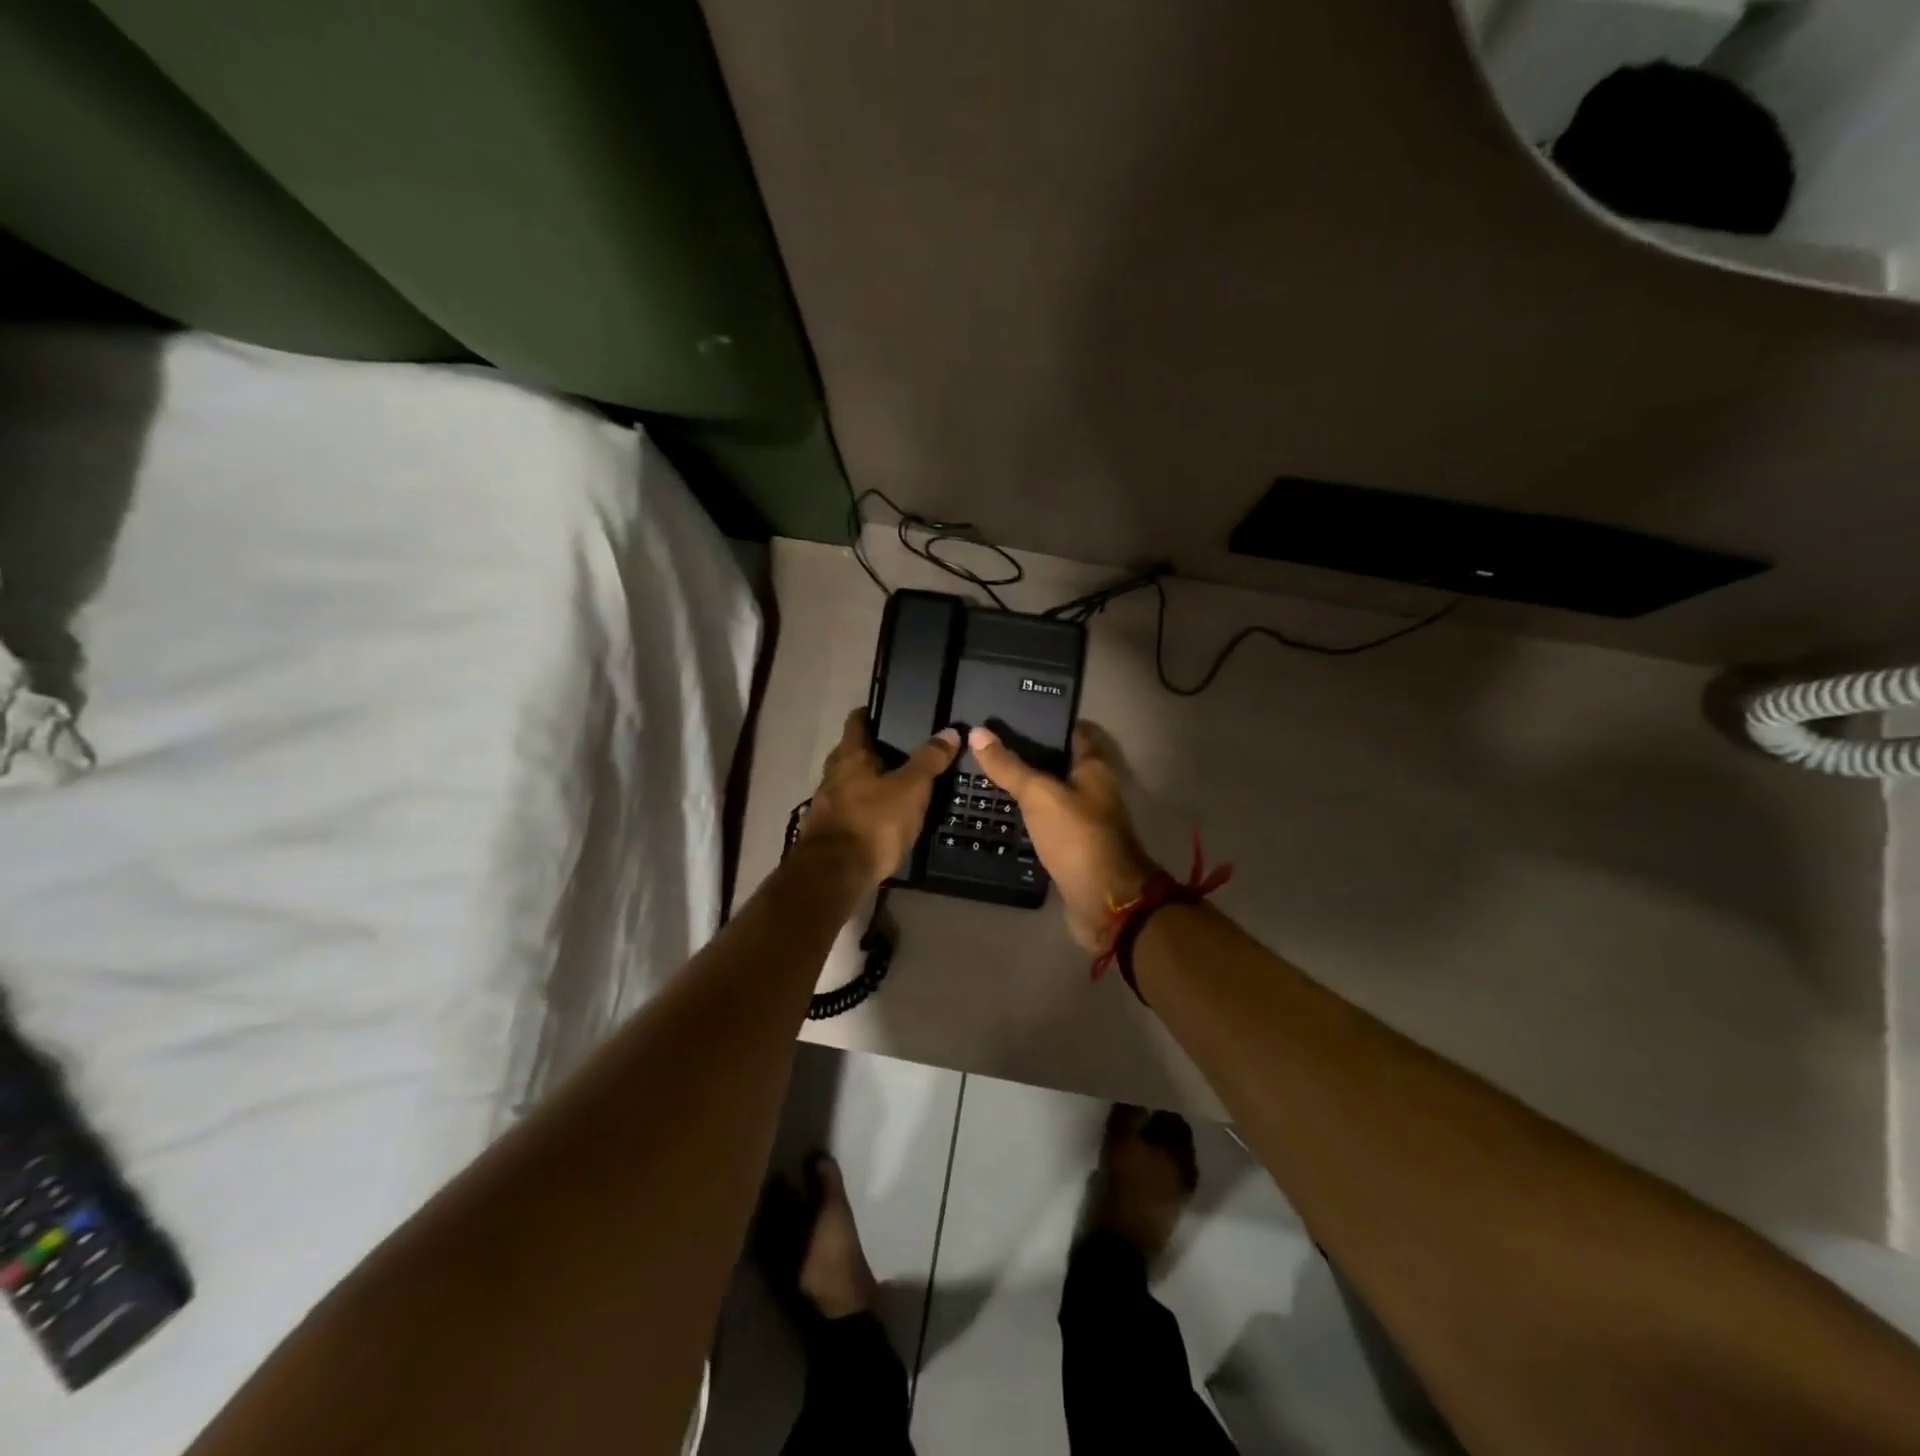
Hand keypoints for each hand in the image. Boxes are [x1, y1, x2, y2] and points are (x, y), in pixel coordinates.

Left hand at [802, 709, 960, 885]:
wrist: (835, 875)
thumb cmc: (874, 823)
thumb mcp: (911, 789)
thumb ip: (929, 760)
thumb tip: (950, 732)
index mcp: (849, 757)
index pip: (856, 722)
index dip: (871, 714)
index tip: (889, 712)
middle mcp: (831, 776)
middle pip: (850, 754)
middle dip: (872, 752)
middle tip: (902, 753)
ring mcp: (825, 806)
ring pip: (848, 785)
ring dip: (867, 784)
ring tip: (896, 788)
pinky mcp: (826, 833)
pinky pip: (848, 812)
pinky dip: (863, 811)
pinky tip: (881, 820)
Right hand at [969, 722, 1159, 951]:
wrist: (1104, 903)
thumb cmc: (1077, 837)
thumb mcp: (1039, 795)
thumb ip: (1009, 766)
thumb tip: (977, 732)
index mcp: (1094, 769)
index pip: (1074, 733)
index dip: (1049, 721)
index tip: (1015, 715)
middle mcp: (1093, 791)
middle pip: (1060, 765)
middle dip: (1030, 755)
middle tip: (988, 746)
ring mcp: (1084, 822)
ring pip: (1051, 796)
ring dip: (1026, 789)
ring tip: (986, 777)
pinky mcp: (1072, 849)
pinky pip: (1045, 825)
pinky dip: (1027, 819)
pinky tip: (1001, 816)